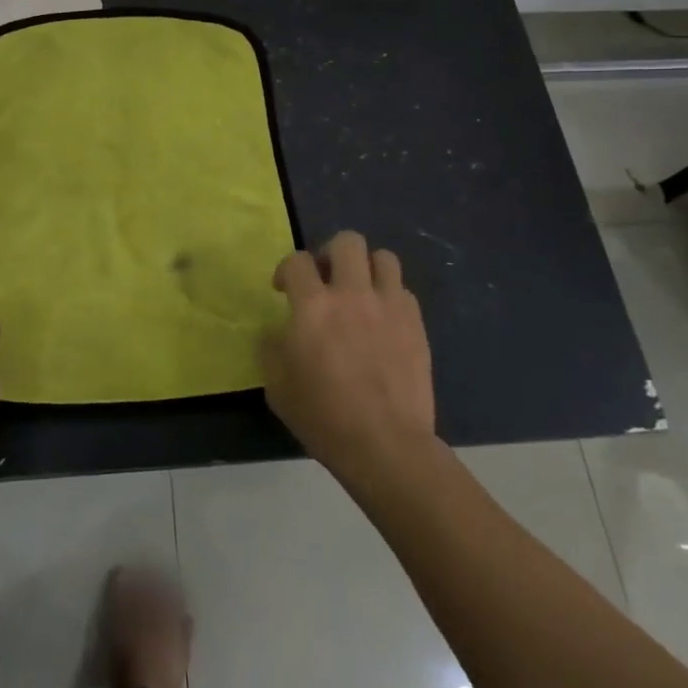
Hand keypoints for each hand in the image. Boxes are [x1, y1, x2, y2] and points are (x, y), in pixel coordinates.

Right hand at [261, 232, 435, 483]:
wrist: (385, 445)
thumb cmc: (323, 418)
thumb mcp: (277, 386)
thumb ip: (272, 348)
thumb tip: (276, 331)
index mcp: (312, 306)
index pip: (296, 260)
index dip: (285, 269)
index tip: (283, 289)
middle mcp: (351, 294)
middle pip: (347, 242)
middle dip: (331, 253)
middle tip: (325, 279)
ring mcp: (388, 306)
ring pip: (383, 257)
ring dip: (367, 268)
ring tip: (360, 291)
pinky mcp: (415, 323)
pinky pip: (403, 290)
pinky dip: (390, 296)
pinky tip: (383, 319)